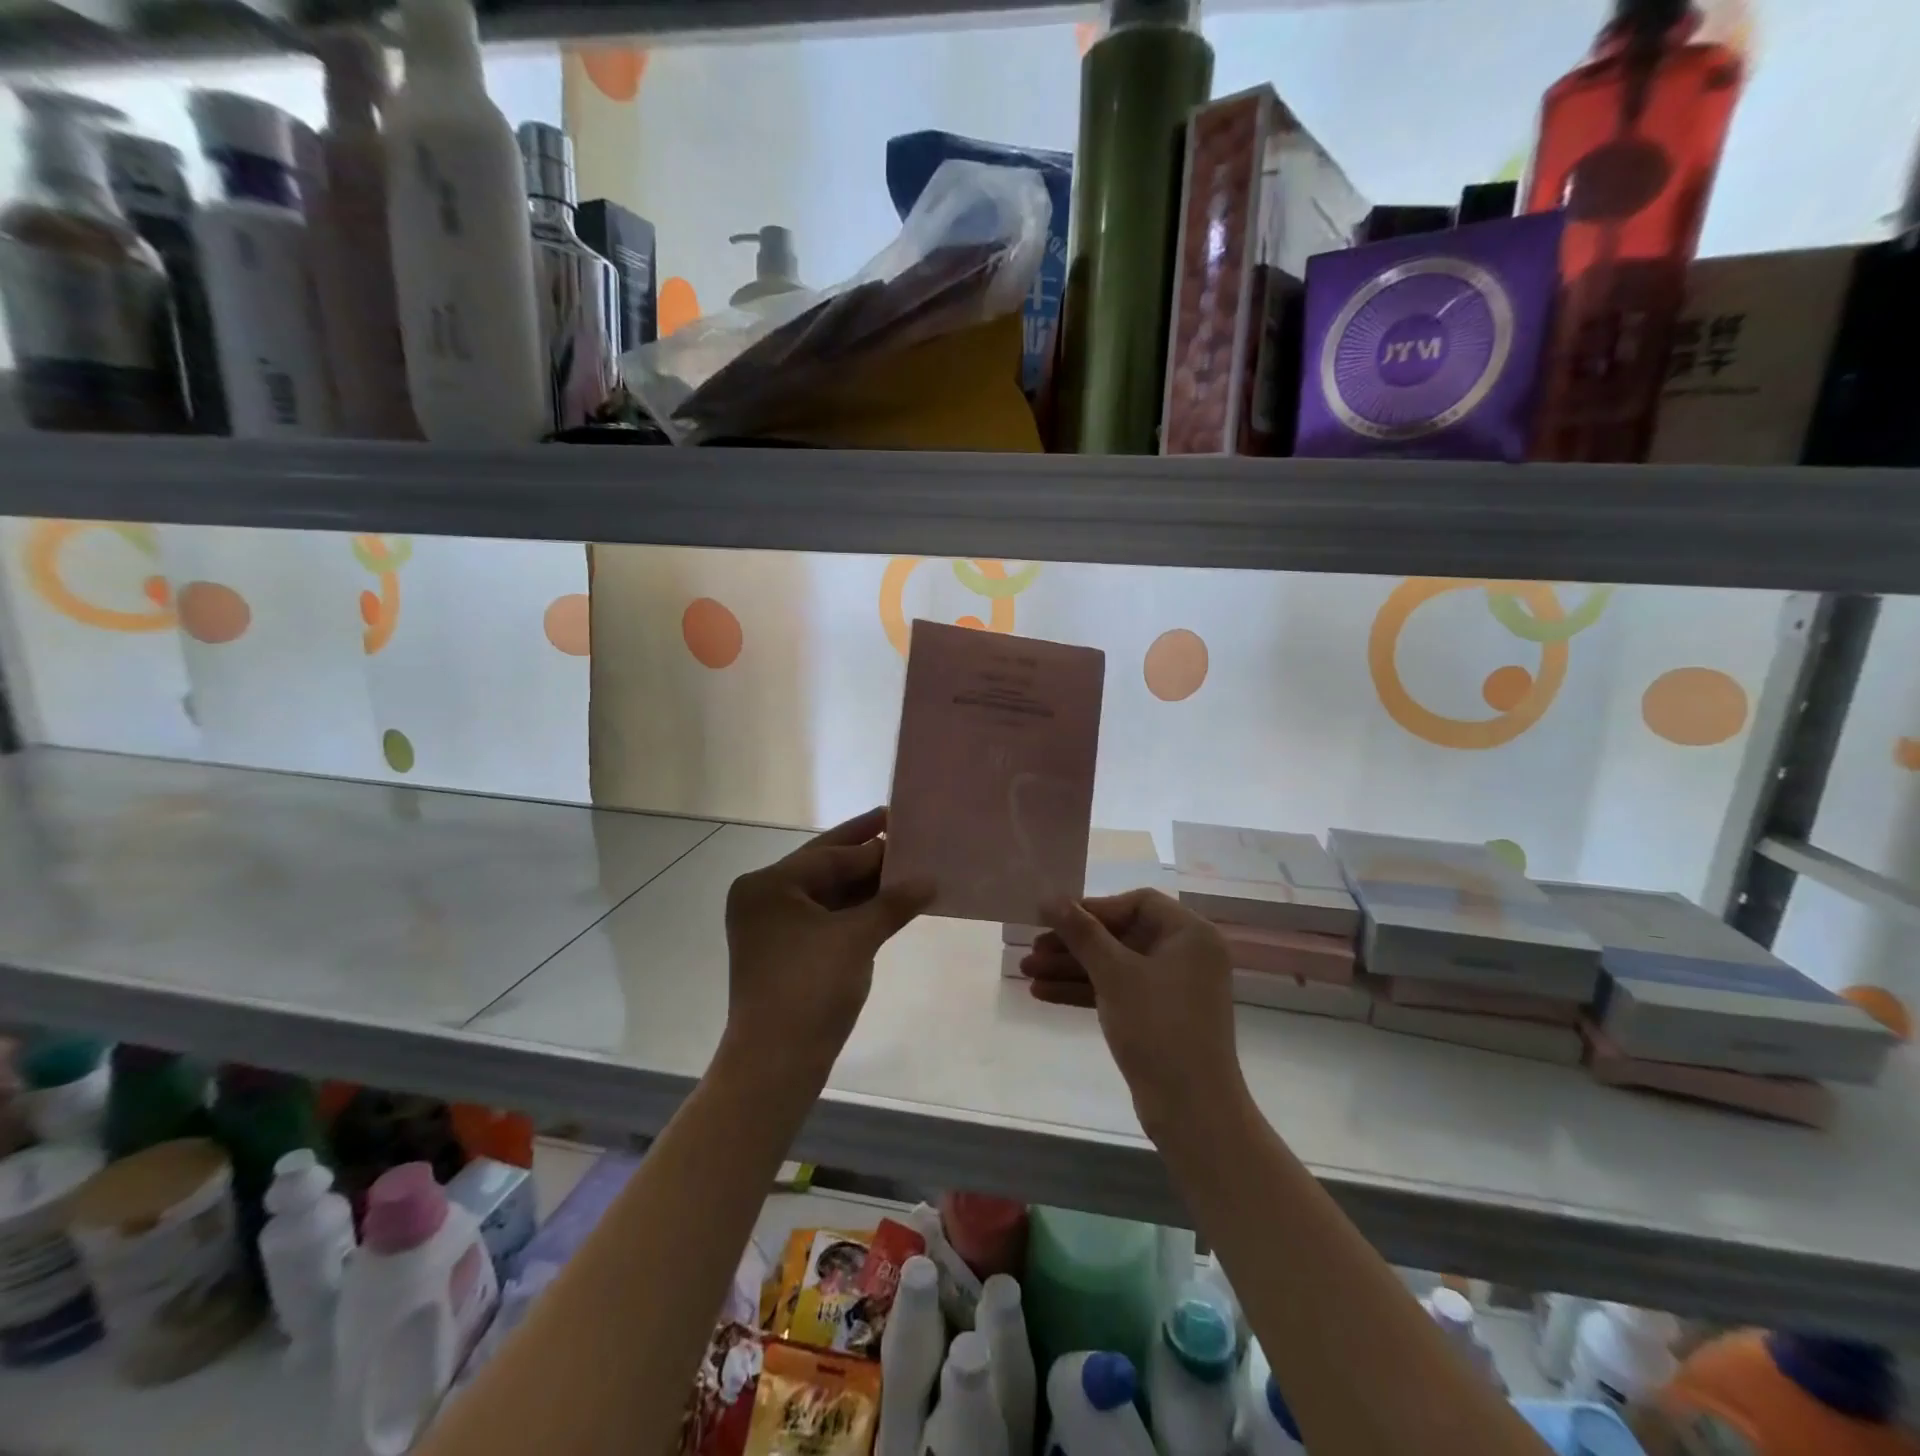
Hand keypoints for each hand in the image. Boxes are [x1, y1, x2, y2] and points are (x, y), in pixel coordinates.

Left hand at [723, 807, 934, 1078]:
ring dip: (863, 884)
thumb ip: (893, 902)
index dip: (871, 843)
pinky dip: (854, 911)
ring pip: (826, 894)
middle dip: (865, 854)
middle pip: (824, 868)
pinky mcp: (785, 952)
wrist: (776, 1062)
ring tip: (905, 866)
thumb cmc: (810, 987)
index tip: (902, 822)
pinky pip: (825, 918)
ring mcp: (772, 927)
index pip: (829, 855)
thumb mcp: (856, 938)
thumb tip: (929, 880)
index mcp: (769, 885)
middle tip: (901, 829)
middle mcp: (764, 899)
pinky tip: (888, 902)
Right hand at [1023, 889, 1245, 1130]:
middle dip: (1073, 943)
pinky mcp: (1159, 1016)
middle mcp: (1186, 955)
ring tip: (1026, 972)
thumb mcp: (1114, 973)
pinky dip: (1085, 991)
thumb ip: (1081, 932)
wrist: (1192, 1110)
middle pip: (1121, 935)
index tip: (1055, 918)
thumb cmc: (1158, 1027)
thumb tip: (1050, 897)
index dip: (1093, 908)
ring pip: (1115, 965)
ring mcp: (1173, 988)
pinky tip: (1043, 993)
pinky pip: (1118, 991)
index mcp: (1190, 934)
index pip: (1136, 903)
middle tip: (1032, 948)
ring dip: (1071, 968)